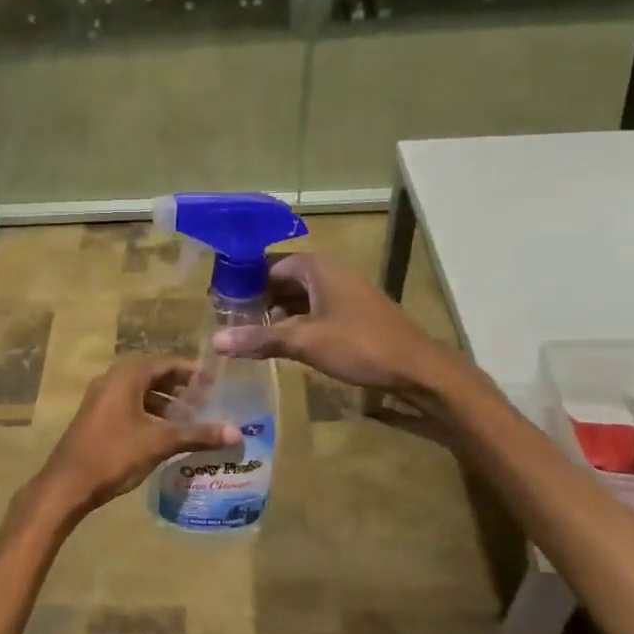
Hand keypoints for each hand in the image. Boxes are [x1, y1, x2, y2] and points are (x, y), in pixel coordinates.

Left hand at [35, 356, 239, 514]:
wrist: (68, 484)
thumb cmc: (114, 455)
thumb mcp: (160, 442)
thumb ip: (197, 434)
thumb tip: (236, 433)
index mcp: (126, 377)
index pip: (165, 363)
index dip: (191, 372)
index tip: (215, 383)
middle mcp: (111, 381)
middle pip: (153, 376)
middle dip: (180, 388)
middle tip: (207, 401)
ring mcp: (100, 400)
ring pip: (140, 393)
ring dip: (165, 403)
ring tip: (191, 420)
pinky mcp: (96, 419)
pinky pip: (129, 407)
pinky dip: (149, 414)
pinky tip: (165, 434)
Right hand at [210, 253, 495, 437]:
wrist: (418, 369)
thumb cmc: (360, 346)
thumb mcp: (305, 342)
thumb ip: (260, 339)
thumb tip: (216, 341)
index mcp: (319, 268)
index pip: (271, 264)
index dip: (246, 281)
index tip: (222, 302)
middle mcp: (331, 274)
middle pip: (284, 280)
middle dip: (258, 299)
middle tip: (231, 322)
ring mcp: (344, 294)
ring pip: (299, 298)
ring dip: (276, 314)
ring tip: (249, 336)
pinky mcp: (353, 315)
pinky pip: (314, 312)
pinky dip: (295, 324)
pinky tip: (281, 344)